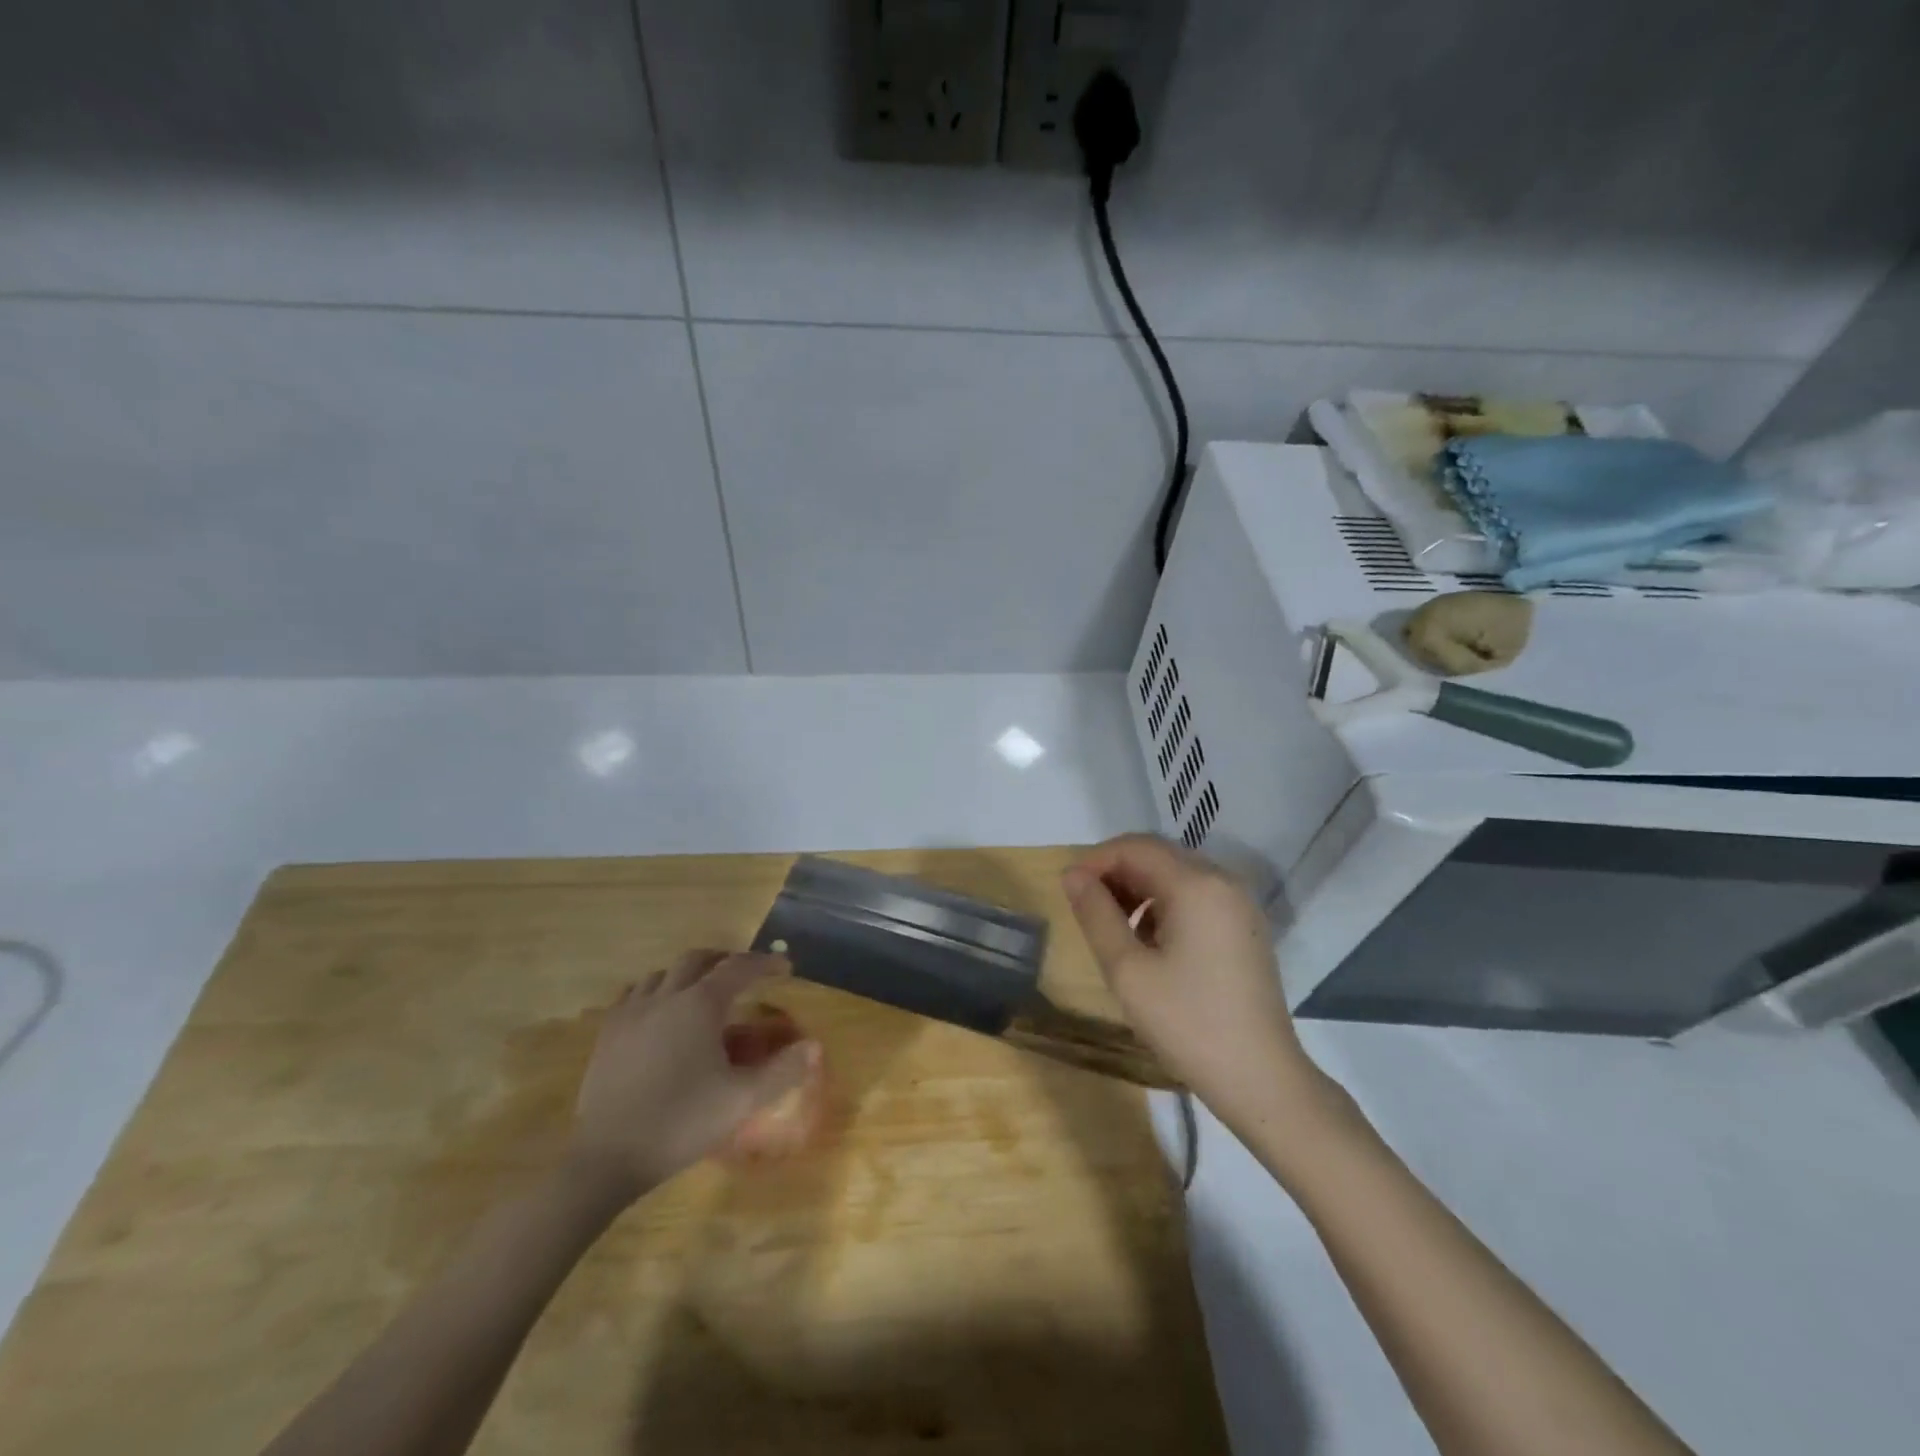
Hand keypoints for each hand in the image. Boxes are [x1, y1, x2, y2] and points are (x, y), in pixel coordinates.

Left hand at [564, 951, 819, 1204]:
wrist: (607, 1158)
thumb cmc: (681, 1123)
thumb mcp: (742, 1100)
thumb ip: (783, 1071)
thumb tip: (815, 1046)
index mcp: (700, 1004)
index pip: (738, 968)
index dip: (764, 964)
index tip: (784, 967)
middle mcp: (665, 996)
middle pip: (697, 960)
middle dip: (725, 960)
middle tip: (744, 974)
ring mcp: (631, 1012)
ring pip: (663, 973)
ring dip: (689, 974)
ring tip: (703, 991)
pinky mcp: (607, 1033)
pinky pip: (634, 994)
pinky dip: (656, 991)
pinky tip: (660, 1013)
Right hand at [1062, 835, 1324, 1131]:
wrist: (1261, 1079)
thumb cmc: (1187, 1023)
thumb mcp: (1127, 970)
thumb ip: (1095, 914)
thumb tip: (1072, 875)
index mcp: (1196, 885)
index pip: (1135, 847)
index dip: (1095, 861)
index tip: (1068, 890)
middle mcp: (1223, 881)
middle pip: (1158, 855)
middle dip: (1116, 873)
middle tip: (1086, 909)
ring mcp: (1239, 904)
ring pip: (1176, 875)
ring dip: (1139, 889)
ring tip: (1115, 929)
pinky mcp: (1246, 926)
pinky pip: (1196, 896)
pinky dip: (1165, 905)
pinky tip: (1151, 944)